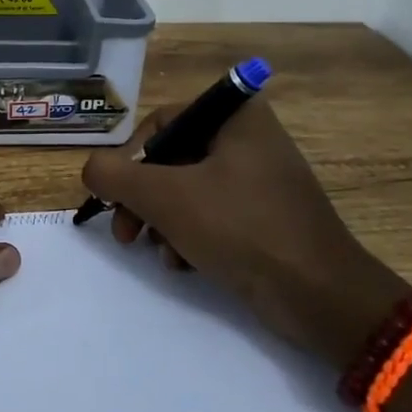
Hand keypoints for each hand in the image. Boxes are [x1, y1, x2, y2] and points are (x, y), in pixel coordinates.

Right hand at [81, 97, 405, 367]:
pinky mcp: (267, 216)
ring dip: (164, 223)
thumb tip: (92, 170)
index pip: (162, 123)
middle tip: (126, 234)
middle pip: (172, 160)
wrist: (319, 295)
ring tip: (161, 254)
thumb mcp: (164, 197)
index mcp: (236, 117)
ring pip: (189, 191)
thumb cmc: (240, 228)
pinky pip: (214, 214)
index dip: (133, 160)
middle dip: (144, 200)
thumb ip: (115, 176)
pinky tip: (184, 264)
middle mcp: (251, 138)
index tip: (120, 198)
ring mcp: (262, 179)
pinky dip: (191, 236)